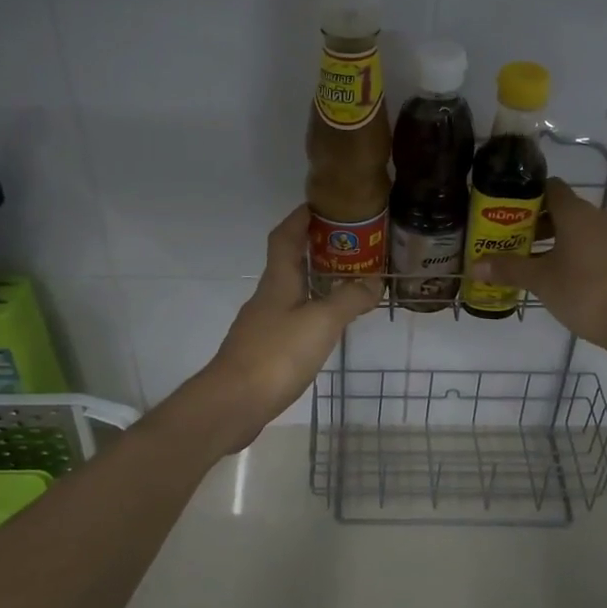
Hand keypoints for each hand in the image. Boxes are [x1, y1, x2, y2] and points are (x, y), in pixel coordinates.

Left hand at [190, 205, 377, 453]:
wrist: (233, 403)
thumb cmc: (276, 354)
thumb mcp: (321, 322)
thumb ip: (348, 299)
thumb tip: (374, 281)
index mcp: (278, 281)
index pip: (286, 236)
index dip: (301, 217)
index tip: (323, 203)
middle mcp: (268, 296)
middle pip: (289, 261)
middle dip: (315, 248)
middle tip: (350, 244)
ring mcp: (262, 324)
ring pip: (291, 291)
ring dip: (315, 281)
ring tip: (347, 282)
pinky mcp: (263, 350)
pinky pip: (291, 318)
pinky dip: (311, 311)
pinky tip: (326, 325)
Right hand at [473, 178, 606, 356]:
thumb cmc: (584, 294)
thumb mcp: (540, 282)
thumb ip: (508, 269)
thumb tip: (474, 267)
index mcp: (577, 214)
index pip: (552, 189)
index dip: (532, 199)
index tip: (516, 217)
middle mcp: (604, 215)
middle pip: (570, 211)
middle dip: (548, 226)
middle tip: (528, 247)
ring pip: (593, 229)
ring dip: (573, 241)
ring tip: (556, 266)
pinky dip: (596, 255)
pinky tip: (587, 279)